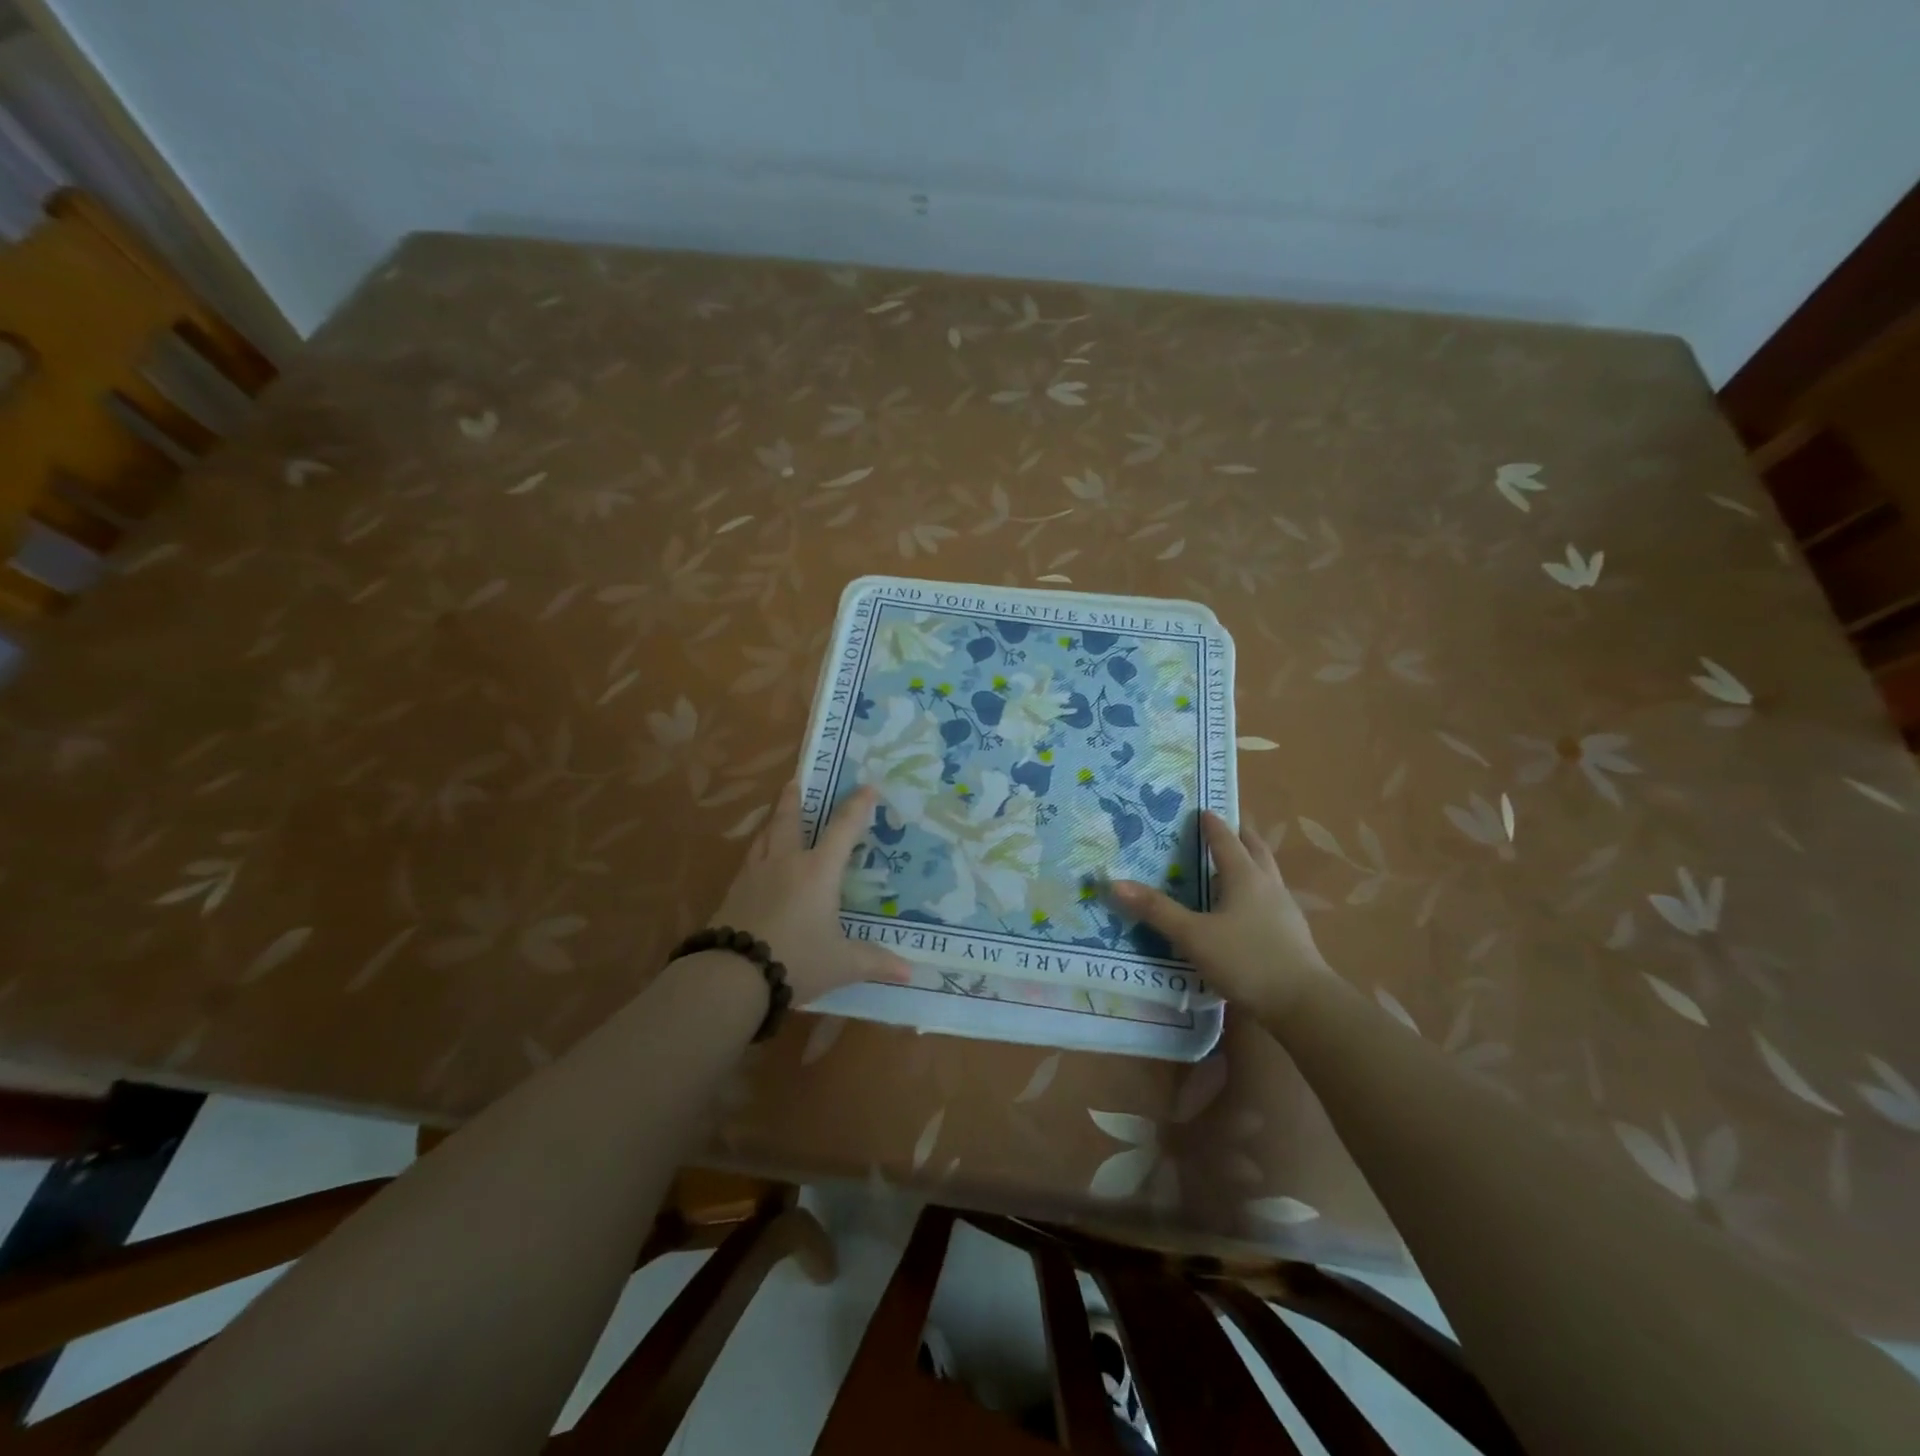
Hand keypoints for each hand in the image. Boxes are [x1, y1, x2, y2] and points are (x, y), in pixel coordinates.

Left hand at [708, 778, 909, 1005]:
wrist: (733, 975)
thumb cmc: (797, 960)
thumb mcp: (842, 964)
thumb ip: (875, 962)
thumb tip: (911, 973)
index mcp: (818, 871)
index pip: (843, 829)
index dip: (856, 807)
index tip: (867, 787)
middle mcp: (786, 863)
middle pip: (790, 820)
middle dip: (795, 799)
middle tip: (795, 781)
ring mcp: (755, 875)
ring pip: (764, 836)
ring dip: (773, 821)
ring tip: (776, 815)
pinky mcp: (733, 892)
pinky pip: (748, 861)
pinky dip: (757, 850)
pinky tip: (756, 860)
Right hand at [1111, 810, 1334, 1022]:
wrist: (1304, 1004)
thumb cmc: (1246, 960)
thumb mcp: (1193, 935)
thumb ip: (1156, 910)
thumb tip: (1115, 883)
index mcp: (1245, 877)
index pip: (1226, 840)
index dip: (1212, 825)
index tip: (1202, 809)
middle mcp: (1268, 886)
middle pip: (1256, 850)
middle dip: (1240, 836)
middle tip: (1225, 827)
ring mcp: (1285, 910)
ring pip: (1267, 875)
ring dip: (1251, 863)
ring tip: (1233, 865)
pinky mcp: (1292, 935)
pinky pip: (1271, 900)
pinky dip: (1256, 892)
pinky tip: (1246, 910)